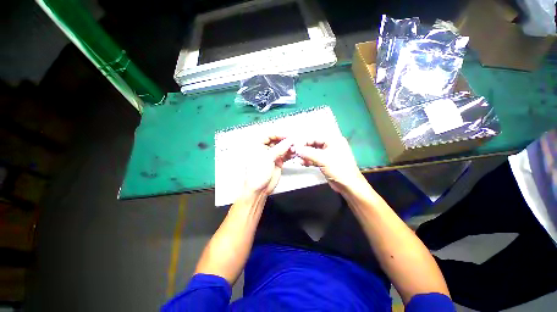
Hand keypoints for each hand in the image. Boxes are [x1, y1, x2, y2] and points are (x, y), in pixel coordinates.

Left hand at [243, 136, 293, 195]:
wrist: (259, 189)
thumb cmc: (258, 172)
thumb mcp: (268, 158)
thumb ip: (280, 148)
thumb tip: (290, 140)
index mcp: (258, 146)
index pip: (269, 135)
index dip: (278, 134)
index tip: (288, 136)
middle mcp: (265, 149)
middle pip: (277, 141)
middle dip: (285, 141)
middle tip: (295, 141)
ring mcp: (272, 156)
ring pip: (282, 148)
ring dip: (289, 147)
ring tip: (296, 147)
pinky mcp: (278, 162)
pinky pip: (285, 155)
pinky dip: (290, 153)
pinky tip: (295, 153)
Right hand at [293, 136, 364, 192]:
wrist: (348, 185)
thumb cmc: (338, 169)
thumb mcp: (322, 159)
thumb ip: (308, 153)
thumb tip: (296, 149)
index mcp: (333, 140)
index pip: (315, 138)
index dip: (304, 142)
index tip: (294, 146)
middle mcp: (331, 145)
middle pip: (314, 145)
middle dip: (304, 149)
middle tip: (294, 153)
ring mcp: (328, 154)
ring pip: (314, 153)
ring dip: (305, 156)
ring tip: (297, 159)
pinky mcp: (326, 162)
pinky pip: (315, 159)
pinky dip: (309, 161)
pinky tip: (302, 163)